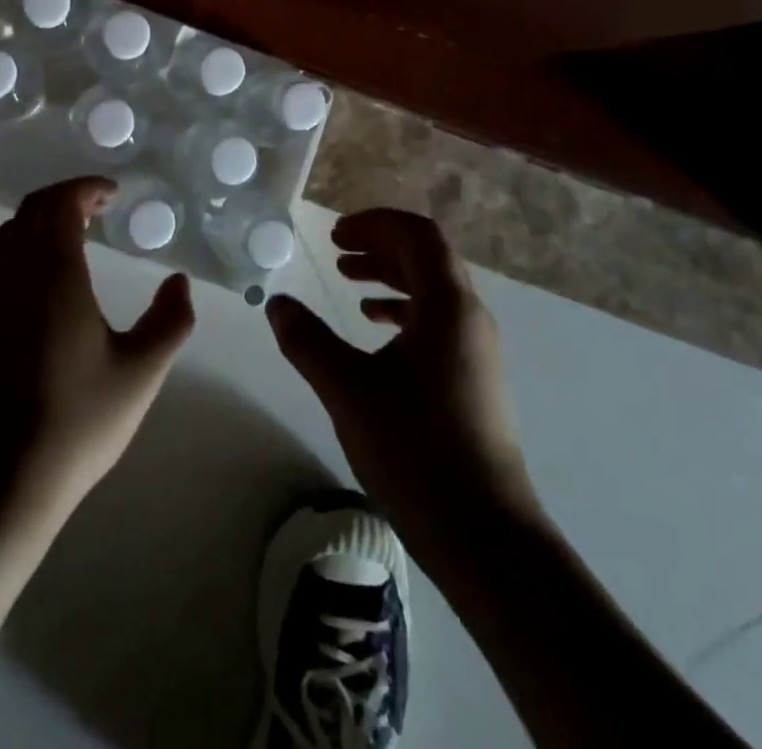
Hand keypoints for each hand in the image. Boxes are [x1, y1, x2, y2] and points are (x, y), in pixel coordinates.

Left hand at [0, 177, 196, 527]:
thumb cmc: (77, 421)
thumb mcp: (141, 372)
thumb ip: (170, 321)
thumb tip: (178, 282)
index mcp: (54, 275)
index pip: (61, 205)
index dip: (86, 189)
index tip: (112, 193)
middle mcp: (14, 276)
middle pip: (31, 211)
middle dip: (64, 198)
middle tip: (97, 209)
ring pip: (8, 237)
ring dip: (40, 223)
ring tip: (73, 239)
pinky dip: (23, 252)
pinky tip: (45, 287)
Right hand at [267, 209, 536, 538]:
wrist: (485, 537)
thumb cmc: (416, 449)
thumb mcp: (348, 389)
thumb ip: (307, 340)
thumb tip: (276, 303)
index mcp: (449, 307)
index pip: (419, 235)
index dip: (376, 223)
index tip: (335, 233)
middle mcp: (470, 318)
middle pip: (427, 258)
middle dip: (379, 245)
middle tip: (335, 250)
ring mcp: (476, 351)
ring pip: (432, 290)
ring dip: (390, 275)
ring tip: (347, 281)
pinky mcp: (472, 379)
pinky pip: (437, 321)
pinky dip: (402, 309)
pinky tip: (372, 326)